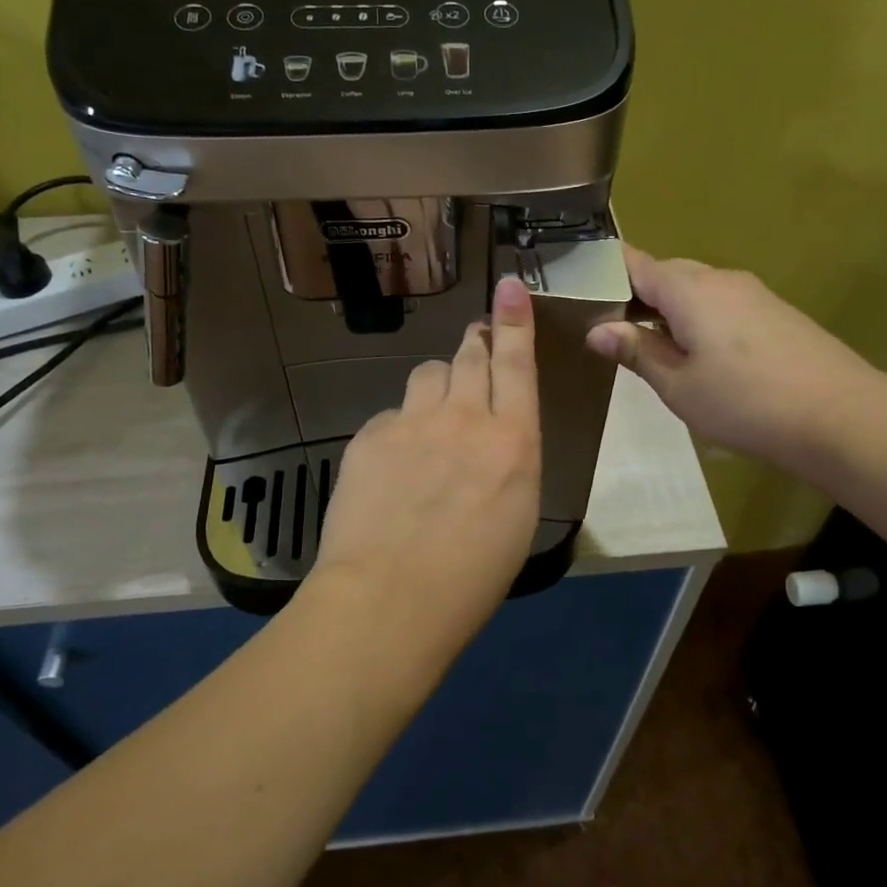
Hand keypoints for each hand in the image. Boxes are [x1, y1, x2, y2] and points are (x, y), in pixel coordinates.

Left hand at [312, 276, 542, 641]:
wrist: (387, 599)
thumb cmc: (470, 579)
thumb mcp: (517, 518)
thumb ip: (510, 463)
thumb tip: (497, 440)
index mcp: (513, 442)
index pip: (516, 363)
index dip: (514, 320)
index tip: (510, 286)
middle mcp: (465, 418)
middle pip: (469, 356)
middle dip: (476, 344)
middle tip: (475, 347)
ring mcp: (412, 422)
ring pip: (427, 374)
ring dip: (438, 384)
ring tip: (434, 419)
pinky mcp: (370, 435)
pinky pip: (392, 413)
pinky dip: (400, 426)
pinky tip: (394, 464)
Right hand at [585, 246, 886, 481]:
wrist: (840, 415)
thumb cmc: (744, 402)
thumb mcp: (678, 385)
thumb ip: (636, 351)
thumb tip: (596, 329)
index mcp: (688, 289)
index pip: (635, 262)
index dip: (606, 271)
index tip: (581, 291)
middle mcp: (720, 279)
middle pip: (667, 273)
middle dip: (636, 295)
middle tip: (613, 332)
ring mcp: (752, 293)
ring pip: (696, 289)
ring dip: (669, 310)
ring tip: (653, 349)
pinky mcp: (775, 312)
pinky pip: (722, 304)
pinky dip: (700, 319)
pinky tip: (701, 356)